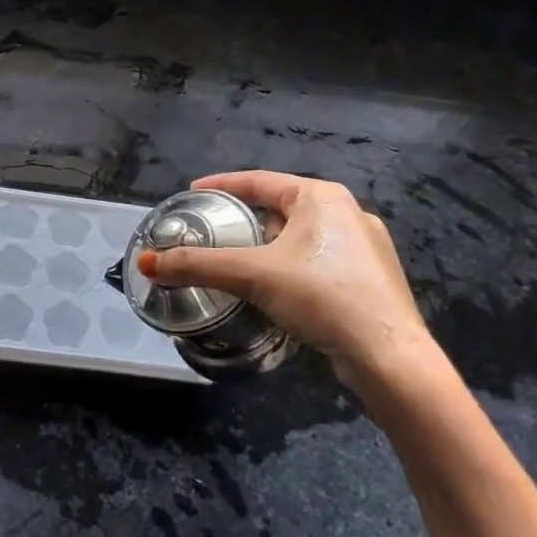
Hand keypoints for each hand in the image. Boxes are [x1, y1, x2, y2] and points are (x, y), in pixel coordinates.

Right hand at [137, 171, 438, 394]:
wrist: (389, 356)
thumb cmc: (320, 296)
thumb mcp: (253, 275)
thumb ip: (199, 265)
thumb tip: (147, 263)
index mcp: (321, 196)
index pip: (259, 180)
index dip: (222, 185)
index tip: (193, 193)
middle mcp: (348, 211)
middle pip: (280, 207)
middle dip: (246, 218)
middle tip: (215, 231)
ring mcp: (367, 246)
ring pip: (302, 236)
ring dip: (270, 245)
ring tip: (241, 262)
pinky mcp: (373, 279)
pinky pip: (321, 260)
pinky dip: (293, 266)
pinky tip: (281, 288)